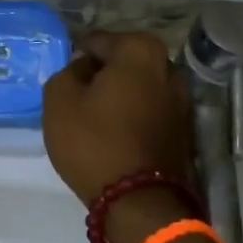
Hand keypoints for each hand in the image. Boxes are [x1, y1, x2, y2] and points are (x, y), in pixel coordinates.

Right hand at [42, 31, 192, 205]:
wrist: (138, 200)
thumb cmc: (93, 142)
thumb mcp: (58, 99)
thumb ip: (67, 71)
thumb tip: (85, 69)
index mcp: (140, 51)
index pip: (99, 41)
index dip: (78, 55)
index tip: (65, 73)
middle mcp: (169, 67)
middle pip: (124, 61)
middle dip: (103, 72)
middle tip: (77, 92)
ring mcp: (181, 100)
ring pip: (140, 86)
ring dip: (120, 94)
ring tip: (94, 114)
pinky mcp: (184, 129)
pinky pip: (150, 109)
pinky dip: (134, 113)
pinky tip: (114, 130)